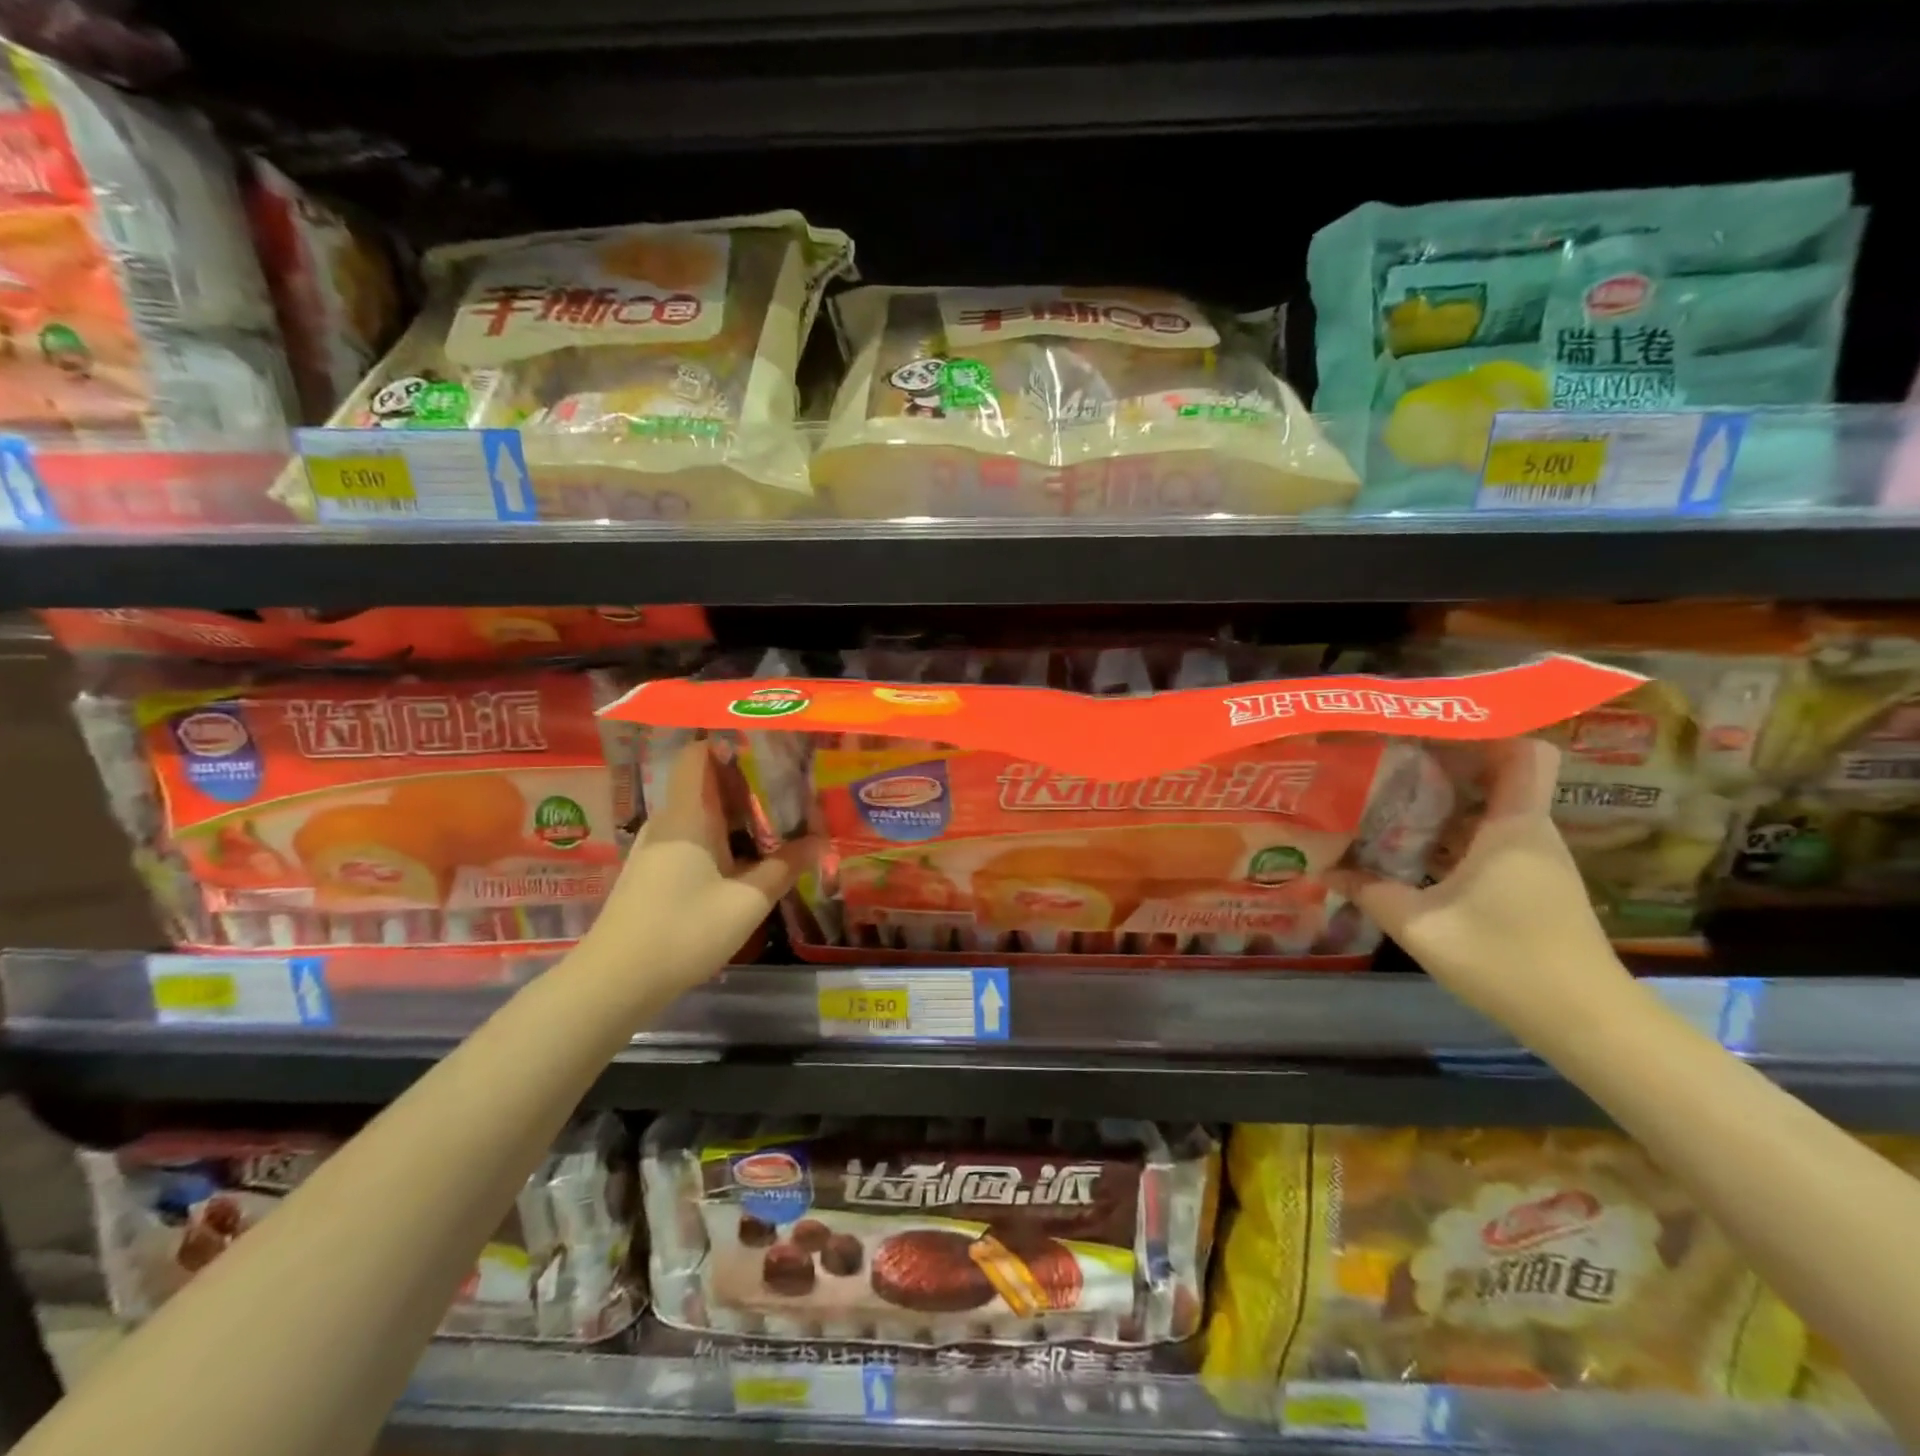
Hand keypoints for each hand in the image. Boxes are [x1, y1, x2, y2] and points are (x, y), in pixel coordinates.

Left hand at [584, 738, 814, 991]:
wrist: (614, 982)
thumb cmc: (684, 931)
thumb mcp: (747, 901)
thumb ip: (785, 867)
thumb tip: (820, 841)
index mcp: (687, 815)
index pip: (697, 754)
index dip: (730, 742)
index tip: (770, 745)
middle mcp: (667, 822)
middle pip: (705, 784)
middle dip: (747, 782)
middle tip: (790, 787)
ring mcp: (655, 849)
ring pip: (699, 814)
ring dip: (735, 815)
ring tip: (778, 821)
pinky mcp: (652, 873)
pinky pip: (691, 839)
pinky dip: (720, 839)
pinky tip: (746, 860)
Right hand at [1328, 738, 1631, 1039]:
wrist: (1588, 1023)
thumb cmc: (1507, 960)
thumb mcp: (1421, 926)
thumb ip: (1371, 893)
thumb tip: (1326, 871)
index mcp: (1514, 826)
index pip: (1524, 750)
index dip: (1485, 729)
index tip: (1431, 726)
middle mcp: (1531, 832)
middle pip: (1497, 775)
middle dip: (1445, 763)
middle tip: (1387, 760)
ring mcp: (1536, 860)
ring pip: (1492, 809)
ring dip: (1446, 801)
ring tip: (1390, 798)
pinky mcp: (1535, 886)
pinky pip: (1492, 839)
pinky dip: (1456, 834)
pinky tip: (1415, 849)